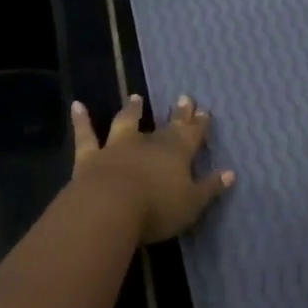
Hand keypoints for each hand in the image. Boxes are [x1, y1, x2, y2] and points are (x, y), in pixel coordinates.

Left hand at [71, 94, 234, 243]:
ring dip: (132, 111)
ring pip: (126, 123)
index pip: (192, 135)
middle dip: (177, 114)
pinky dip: (81, 120)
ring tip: (135, 98)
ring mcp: (117, 147)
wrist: (110, 208)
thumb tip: (230, 173)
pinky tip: (77, 105)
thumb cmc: (157, 209)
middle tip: (185, 98)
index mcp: (176, 154)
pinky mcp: (90, 157)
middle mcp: (148, 144)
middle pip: (166, 127)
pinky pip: (86, 135)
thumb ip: (210, 188)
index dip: (199, 125)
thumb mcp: (192, 204)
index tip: (204, 111)